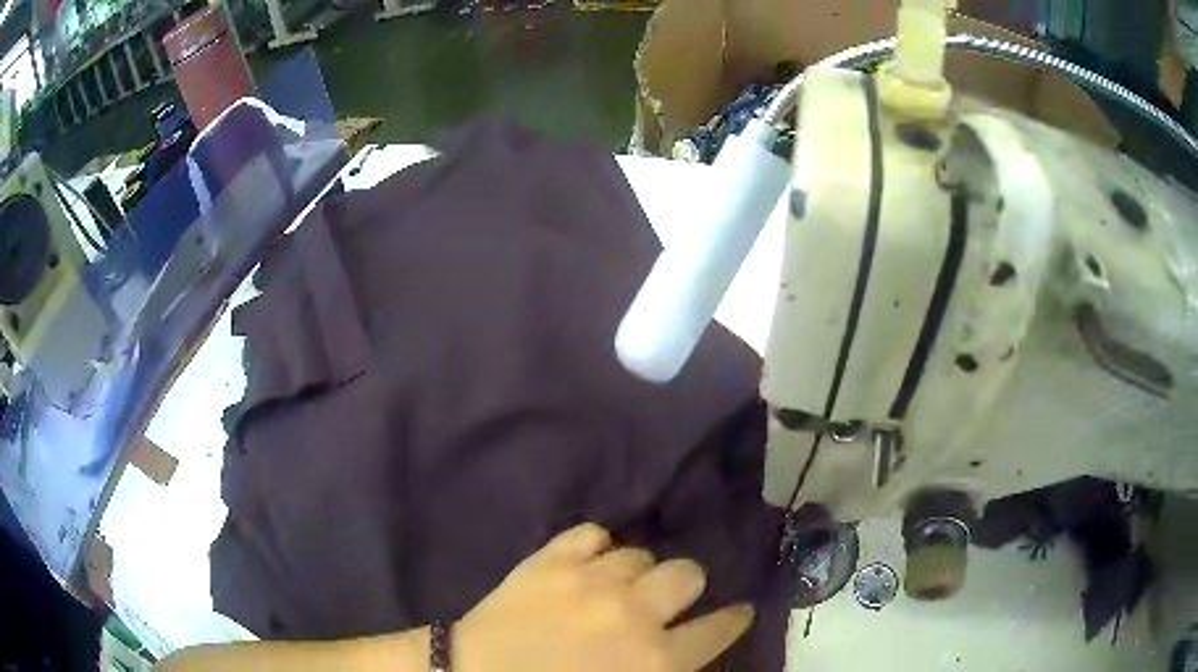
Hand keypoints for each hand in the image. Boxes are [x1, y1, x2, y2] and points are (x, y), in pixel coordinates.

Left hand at [455, 523, 753, 671]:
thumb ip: (663, 668)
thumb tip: (681, 651)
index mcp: (656, 659)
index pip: (718, 629)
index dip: (733, 619)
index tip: (739, 611)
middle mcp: (634, 613)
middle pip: (687, 574)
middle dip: (685, 587)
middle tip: (664, 602)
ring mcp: (590, 580)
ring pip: (640, 553)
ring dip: (636, 572)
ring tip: (617, 585)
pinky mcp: (549, 559)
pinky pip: (591, 533)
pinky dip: (594, 547)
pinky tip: (587, 562)